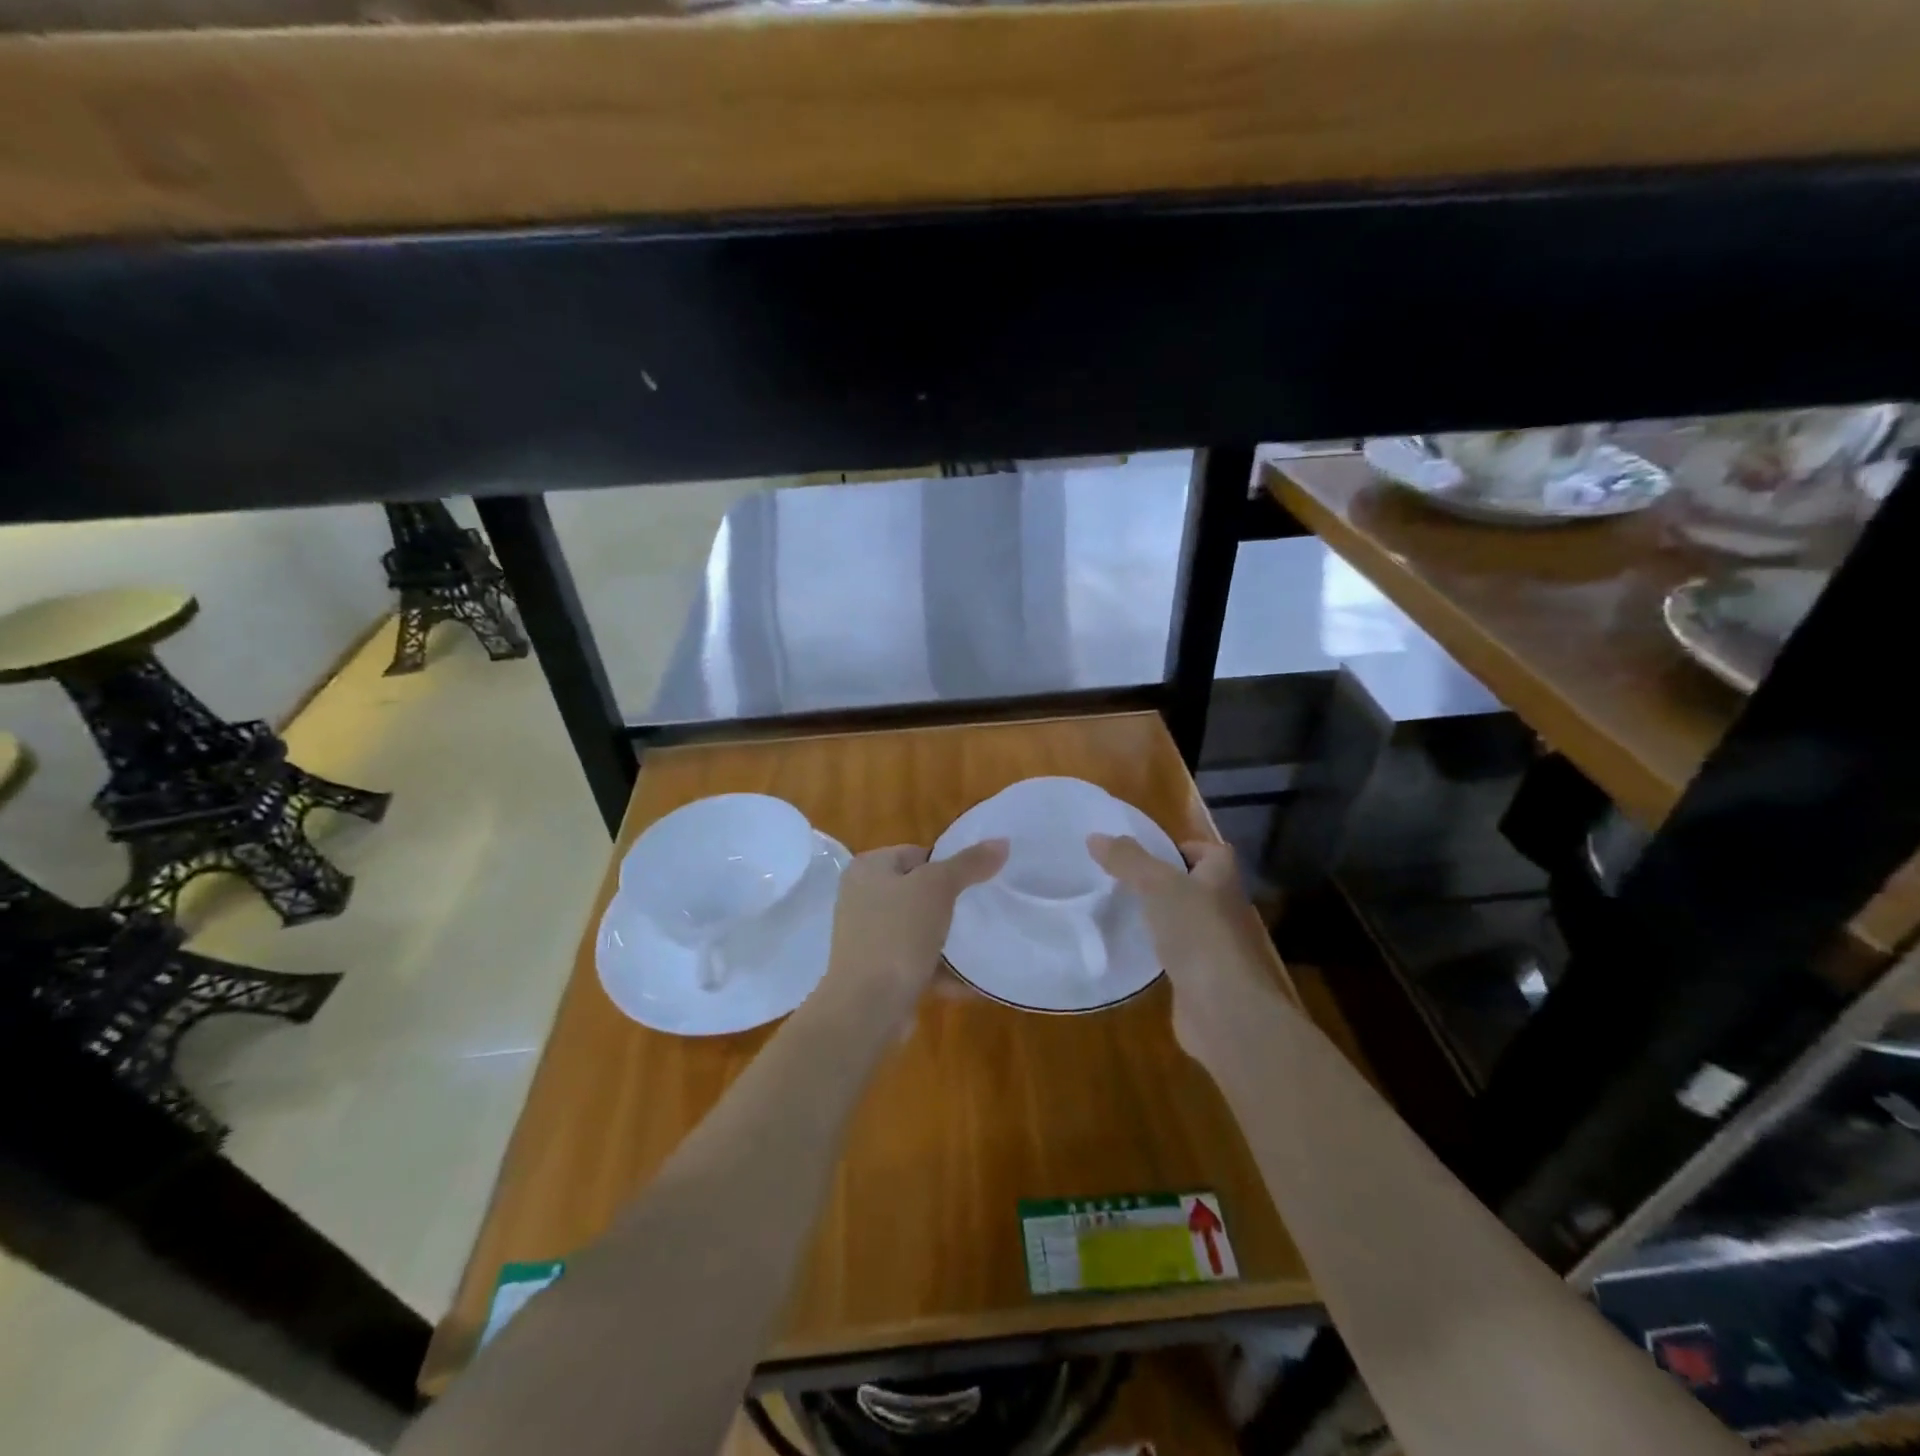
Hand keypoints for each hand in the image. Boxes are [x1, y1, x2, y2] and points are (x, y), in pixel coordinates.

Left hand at [820, 840, 1008, 1033]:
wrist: (866, 1008)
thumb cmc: (897, 935)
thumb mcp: (937, 888)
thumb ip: (969, 863)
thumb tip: (1002, 842)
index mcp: (867, 869)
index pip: (917, 853)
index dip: (949, 865)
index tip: (978, 882)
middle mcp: (861, 899)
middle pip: (918, 892)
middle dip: (951, 903)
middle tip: (983, 911)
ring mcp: (867, 938)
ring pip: (918, 929)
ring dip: (948, 940)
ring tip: (983, 944)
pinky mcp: (877, 973)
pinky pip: (916, 963)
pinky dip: (942, 970)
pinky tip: (973, 982)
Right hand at [1087, 835, 1284, 1065]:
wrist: (1225, 1009)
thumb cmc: (1198, 933)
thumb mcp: (1156, 885)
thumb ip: (1127, 860)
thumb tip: (1094, 836)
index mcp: (1222, 879)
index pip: (1211, 852)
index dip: (1184, 847)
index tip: (1149, 855)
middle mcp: (1226, 909)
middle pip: (1196, 886)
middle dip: (1165, 883)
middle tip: (1124, 881)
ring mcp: (1217, 947)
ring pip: (1186, 922)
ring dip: (1161, 918)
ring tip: (1122, 912)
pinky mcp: (1203, 979)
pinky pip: (1179, 956)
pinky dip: (1159, 952)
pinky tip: (1133, 951)